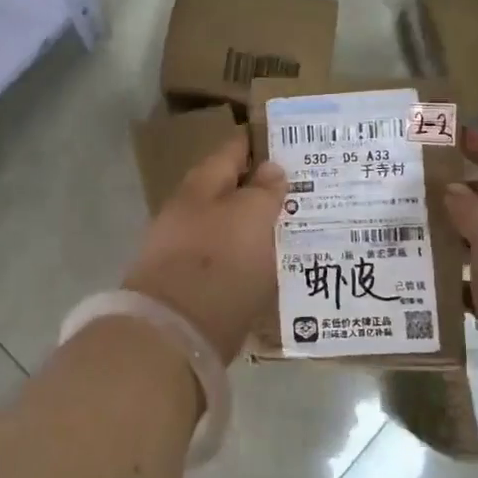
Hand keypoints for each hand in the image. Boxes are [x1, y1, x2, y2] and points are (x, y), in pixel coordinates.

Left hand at [124, 133, 287, 365]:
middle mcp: (187, 211)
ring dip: (254, 225)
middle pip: (228, 189)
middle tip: (303, 191)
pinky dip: (246, 257)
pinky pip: (224, 259)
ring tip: (293, 229)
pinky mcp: (189, 284)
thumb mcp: (251, 218)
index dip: (259, 143)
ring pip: (226, 226)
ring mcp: (183, 249)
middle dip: (260, 188)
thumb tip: (270, 168)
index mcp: (200, 185)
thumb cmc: (219, 263)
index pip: (232, 150)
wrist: (174, 334)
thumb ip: (263, 191)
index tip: (291, 143)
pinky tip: (269, 267)